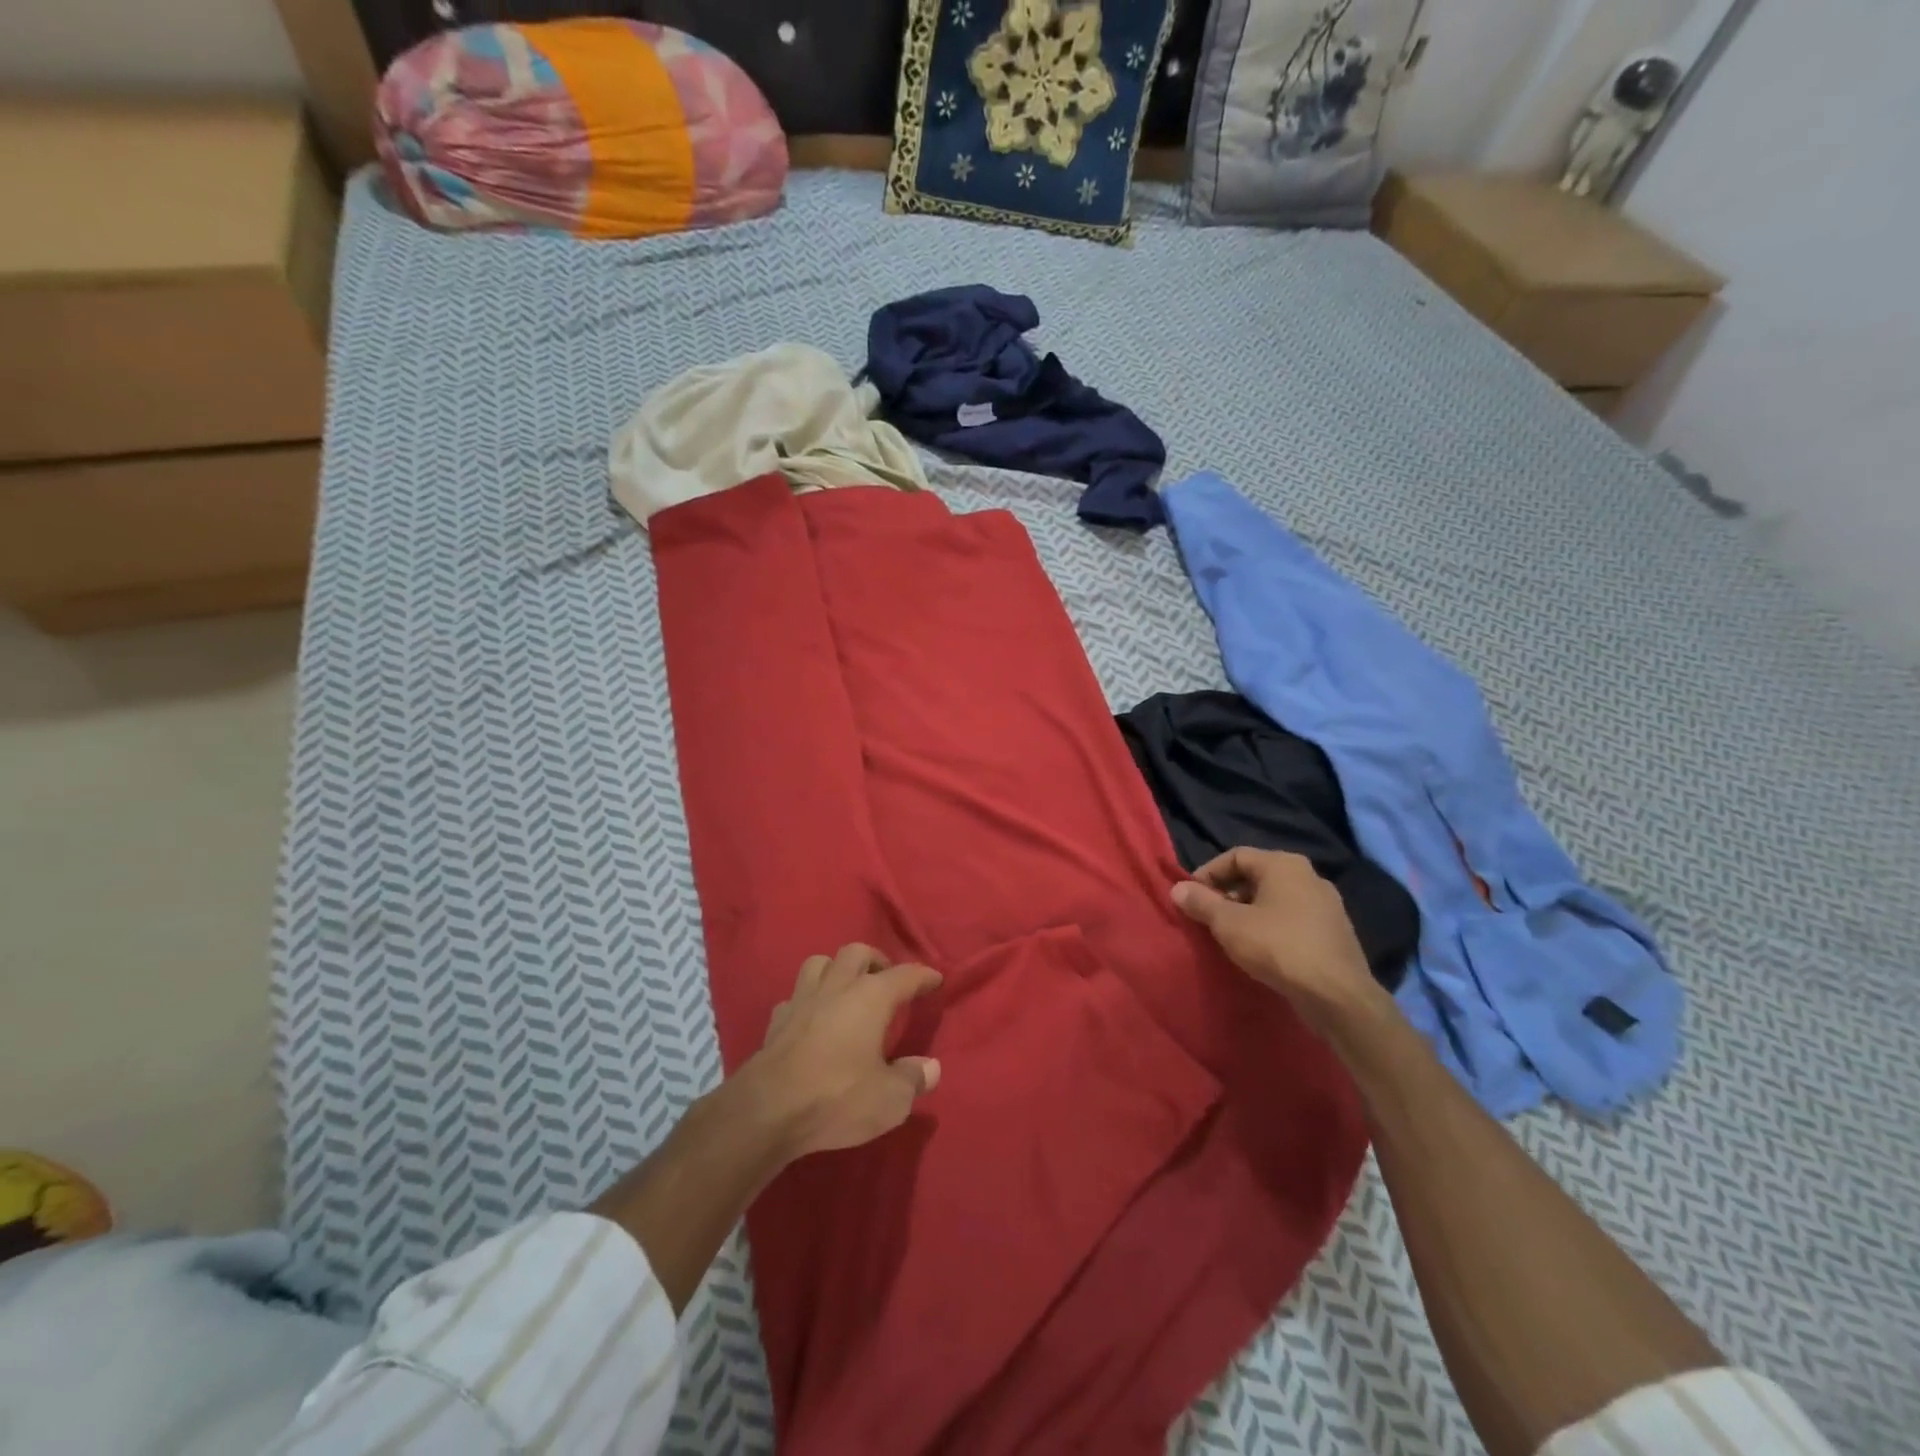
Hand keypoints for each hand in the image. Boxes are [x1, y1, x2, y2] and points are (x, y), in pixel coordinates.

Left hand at [742, 943, 944, 1160]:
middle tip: (887, 980)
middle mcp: (837, 987)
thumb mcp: (889, 1099)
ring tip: (848, 989)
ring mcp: (802, 999)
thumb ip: (913, 1079)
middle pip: (857, 953)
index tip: (935, 979)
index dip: (923, 976)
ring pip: (820, 963)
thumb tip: (931, 1067)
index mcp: (871, 997)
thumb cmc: (837, 1097)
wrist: (768, 1110)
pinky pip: (795, 996)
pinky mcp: (776, 1020)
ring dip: (837, 969)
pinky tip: (812, 1018)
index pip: (905, 975)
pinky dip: (808, 1000)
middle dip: (876, 961)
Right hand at [1171, 848, 1383, 1032]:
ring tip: (1232, 935)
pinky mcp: (1334, 931)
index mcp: (1284, 864)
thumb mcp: (1229, 924)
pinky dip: (1272, 926)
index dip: (1208, 873)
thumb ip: (1201, 902)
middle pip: (1257, 876)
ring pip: (1276, 898)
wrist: (1337, 995)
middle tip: (1209, 917)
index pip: (1236, 855)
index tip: (1191, 897)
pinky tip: (1262, 949)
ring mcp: (1327, 904)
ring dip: (1249, 911)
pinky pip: (1293, 918)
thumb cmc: (1278, 947)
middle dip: (1228, 894)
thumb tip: (1177, 888)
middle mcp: (1309, 876)